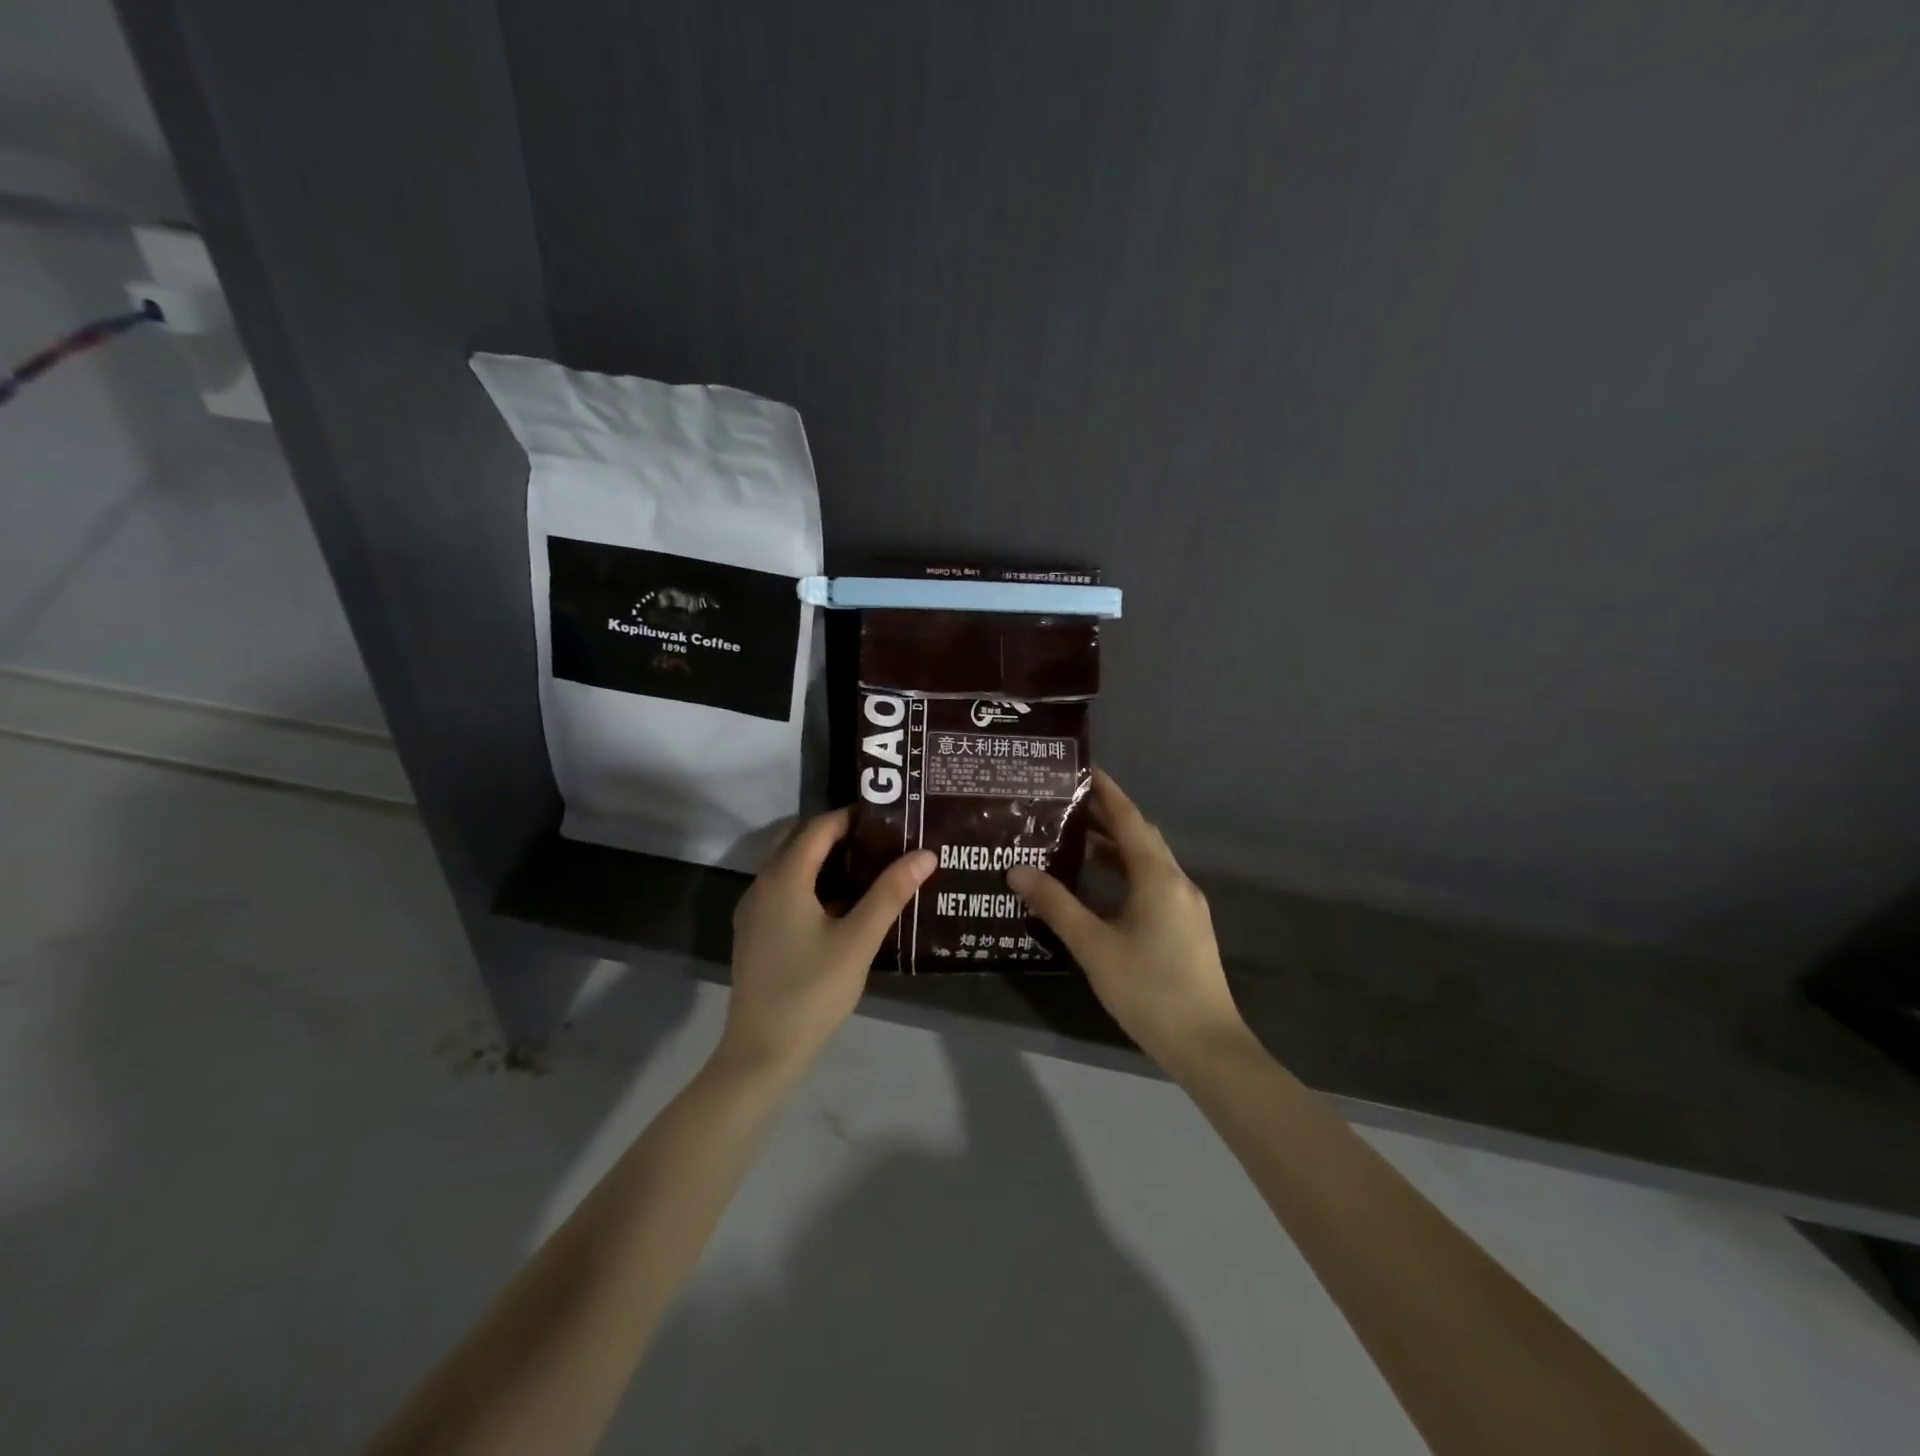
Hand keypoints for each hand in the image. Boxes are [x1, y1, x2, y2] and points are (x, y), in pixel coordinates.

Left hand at [720, 808, 935, 1081]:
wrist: (762, 1050)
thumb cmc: (813, 990)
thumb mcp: (858, 940)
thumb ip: (890, 893)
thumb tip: (925, 854)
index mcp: (784, 878)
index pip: (818, 828)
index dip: (850, 817)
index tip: (886, 816)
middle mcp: (762, 885)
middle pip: (798, 841)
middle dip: (836, 833)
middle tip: (879, 838)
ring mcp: (754, 910)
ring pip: (788, 865)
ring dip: (822, 858)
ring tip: (866, 865)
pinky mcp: (755, 933)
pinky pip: (783, 889)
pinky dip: (809, 880)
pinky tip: (839, 903)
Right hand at [1007, 770, 1246, 1073]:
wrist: (1206, 1045)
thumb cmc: (1148, 989)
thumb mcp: (1094, 946)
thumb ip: (1056, 905)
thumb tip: (1017, 870)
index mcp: (1158, 877)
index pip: (1130, 820)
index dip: (1108, 792)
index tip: (1084, 770)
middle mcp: (1176, 881)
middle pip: (1141, 837)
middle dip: (1108, 816)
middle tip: (1068, 803)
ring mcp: (1186, 905)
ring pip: (1148, 862)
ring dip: (1116, 847)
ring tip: (1076, 838)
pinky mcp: (1186, 926)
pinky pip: (1153, 883)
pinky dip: (1126, 872)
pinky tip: (1100, 887)